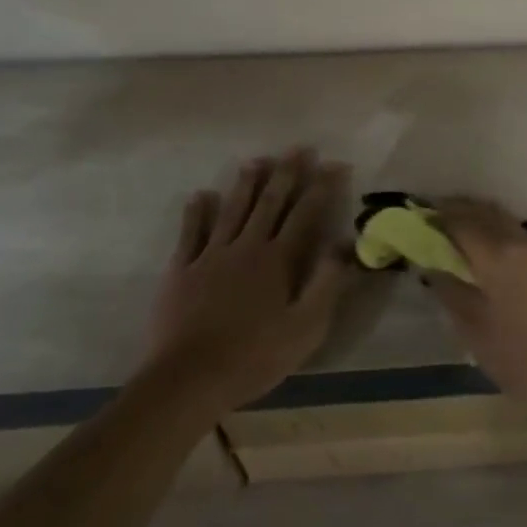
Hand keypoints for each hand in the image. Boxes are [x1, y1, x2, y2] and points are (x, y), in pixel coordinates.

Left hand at [149, 149, 352, 413]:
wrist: (189, 379)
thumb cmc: (255, 356)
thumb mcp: (306, 327)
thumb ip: (327, 283)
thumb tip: (345, 245)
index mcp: (279, 260)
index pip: (306, 214)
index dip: (322, 187)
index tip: (335, 164)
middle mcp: (247, 247)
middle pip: (270, 202)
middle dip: (286, 173)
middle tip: (298, 148)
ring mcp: (211, 256)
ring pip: (232, 210)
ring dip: (246, 184)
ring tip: (256, 160)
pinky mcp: (182, 270)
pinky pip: (190, 233)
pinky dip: (196, 212)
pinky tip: (200, 195)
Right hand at [431, 197, 526, 413]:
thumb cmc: (521, 359)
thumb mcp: (474, 330)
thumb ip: (450, 292)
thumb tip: (432, 267)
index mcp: (498, 255)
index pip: (461, 222)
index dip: (437, 217)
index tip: (418, 217)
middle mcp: (522, 241)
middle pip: (485, 212)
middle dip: (458, 210)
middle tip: (434, 217)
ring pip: (504, 220)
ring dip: (480, 217)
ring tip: (457, 230)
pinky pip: (519, 233)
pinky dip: (498, 230)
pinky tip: (487, 248)